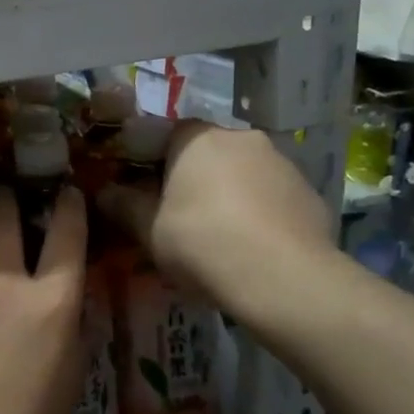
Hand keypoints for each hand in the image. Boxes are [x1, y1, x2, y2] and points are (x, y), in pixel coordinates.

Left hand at [0, 186, 87, 413]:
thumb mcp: (68, 387)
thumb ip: (72, 339)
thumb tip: (73, 315)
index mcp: (52, 304)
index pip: (67, 239)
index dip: (69, 210)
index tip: (66, 192)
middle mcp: (5, 286)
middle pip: (3, 225)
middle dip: (5, 203)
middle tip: (3, 194)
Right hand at [99, 121, 334, 312]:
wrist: (284, 280)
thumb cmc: (203, 243)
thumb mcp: (149, 230)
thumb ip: (123, 206)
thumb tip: (103, 192)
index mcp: (198, 138)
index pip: (167, 133)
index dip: (154, 161)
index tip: (147, 191)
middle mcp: (242, 138)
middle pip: (208, 151)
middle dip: (193, 177)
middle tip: (180, 215)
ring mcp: (282, 163)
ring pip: (243, 172)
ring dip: (229, 193)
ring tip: (219, 235)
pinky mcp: (309, 193)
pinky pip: (272, 196)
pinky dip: (260, 212)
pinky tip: (253, 246)